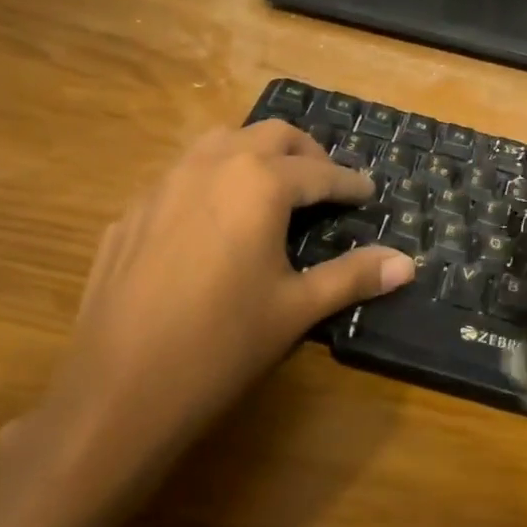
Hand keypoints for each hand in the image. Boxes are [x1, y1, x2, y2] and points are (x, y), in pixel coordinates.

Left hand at [0, 121, 414, 526]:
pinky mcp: (130, 213)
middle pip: (269, 135)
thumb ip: (352, 276)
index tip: (368, 192)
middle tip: (325, 183)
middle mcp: (210, 166)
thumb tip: (407, 263)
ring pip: (219, 143)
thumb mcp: (296, 309)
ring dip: (254, 154)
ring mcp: (163, 185)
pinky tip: (213, 222)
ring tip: (272, 188)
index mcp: (258, 184)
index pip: (318, 173)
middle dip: (305, 153)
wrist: (119, 390)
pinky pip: (181, 176)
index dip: (349, 183)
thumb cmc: (222, 345)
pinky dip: (212, 181)